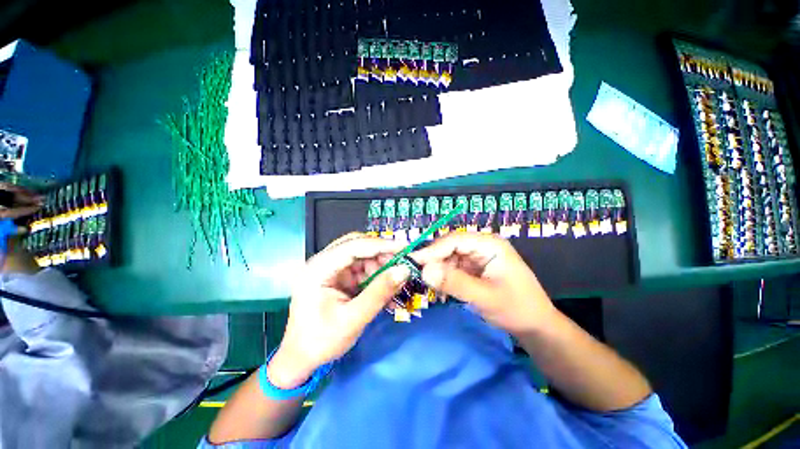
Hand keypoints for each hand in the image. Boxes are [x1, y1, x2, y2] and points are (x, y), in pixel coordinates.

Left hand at [269, 233, 409, 388]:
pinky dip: (376, 275)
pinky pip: (362, 268)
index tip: (405, 248)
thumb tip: (404, 270)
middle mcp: (323, 262)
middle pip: (357, 246)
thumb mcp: (353, 319)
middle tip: (403, 264)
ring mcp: (330, 268)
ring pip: (362, 256)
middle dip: (382, 254)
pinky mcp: (338, 276)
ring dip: (381, 266)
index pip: (353, 246)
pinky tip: (386, 287)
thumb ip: (379, 292)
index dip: (381, 245)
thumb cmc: (321, 342)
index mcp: (318, 269)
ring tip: (395, 282)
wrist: (302, 359)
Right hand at [412, 232, 556, 335]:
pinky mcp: (473, 268)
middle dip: (433, 260)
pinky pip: (452, 268)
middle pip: (449, 247)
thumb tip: (424, 271)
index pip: (454, 240)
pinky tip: (439, 288)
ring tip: (427, 284)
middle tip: (415, 274)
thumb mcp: (485, 297)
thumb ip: (455, 283)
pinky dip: (444, 277)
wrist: (535, 327)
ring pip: (448, 257)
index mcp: (489, 244)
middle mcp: (481, 245)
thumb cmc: (516, 309)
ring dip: (437, 270)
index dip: (433, 250)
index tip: (413, 262)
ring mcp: (476, 257)